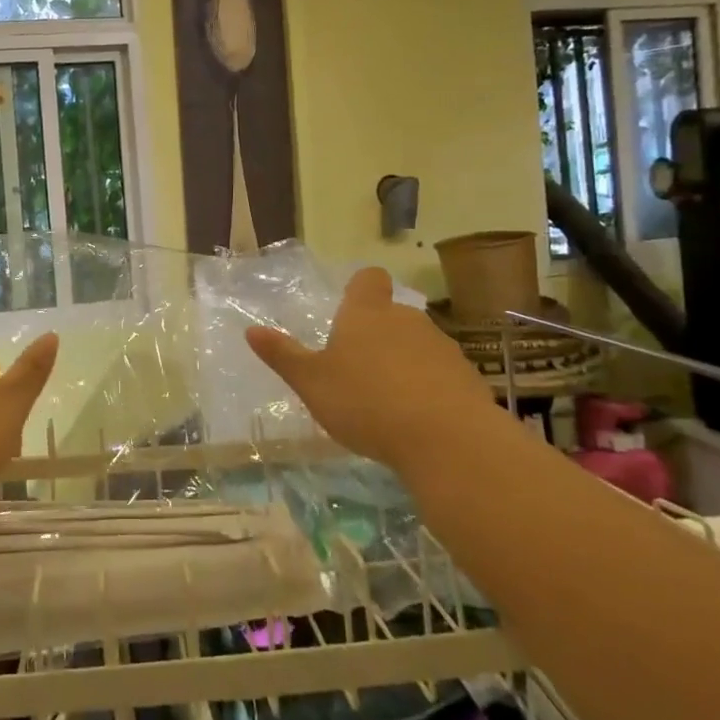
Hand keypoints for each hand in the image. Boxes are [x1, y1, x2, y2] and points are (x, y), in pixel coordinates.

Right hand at [245, 267, 489, 467]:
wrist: (448, 440)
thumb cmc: (366, 402)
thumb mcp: (311, 383)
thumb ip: (283, 356)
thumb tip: (251, 330)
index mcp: (367, 314)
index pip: (368, 279)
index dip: (360, 288)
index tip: (349, 306)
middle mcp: (407, 320)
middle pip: (392, 314)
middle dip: (377, 334)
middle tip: (356, 367)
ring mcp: (442, 348)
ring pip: (417, 344)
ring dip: (403, 362)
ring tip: (386, 400)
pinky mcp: (468, 378)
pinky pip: (440, 374)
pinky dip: (428, 388)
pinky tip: (417, 419)